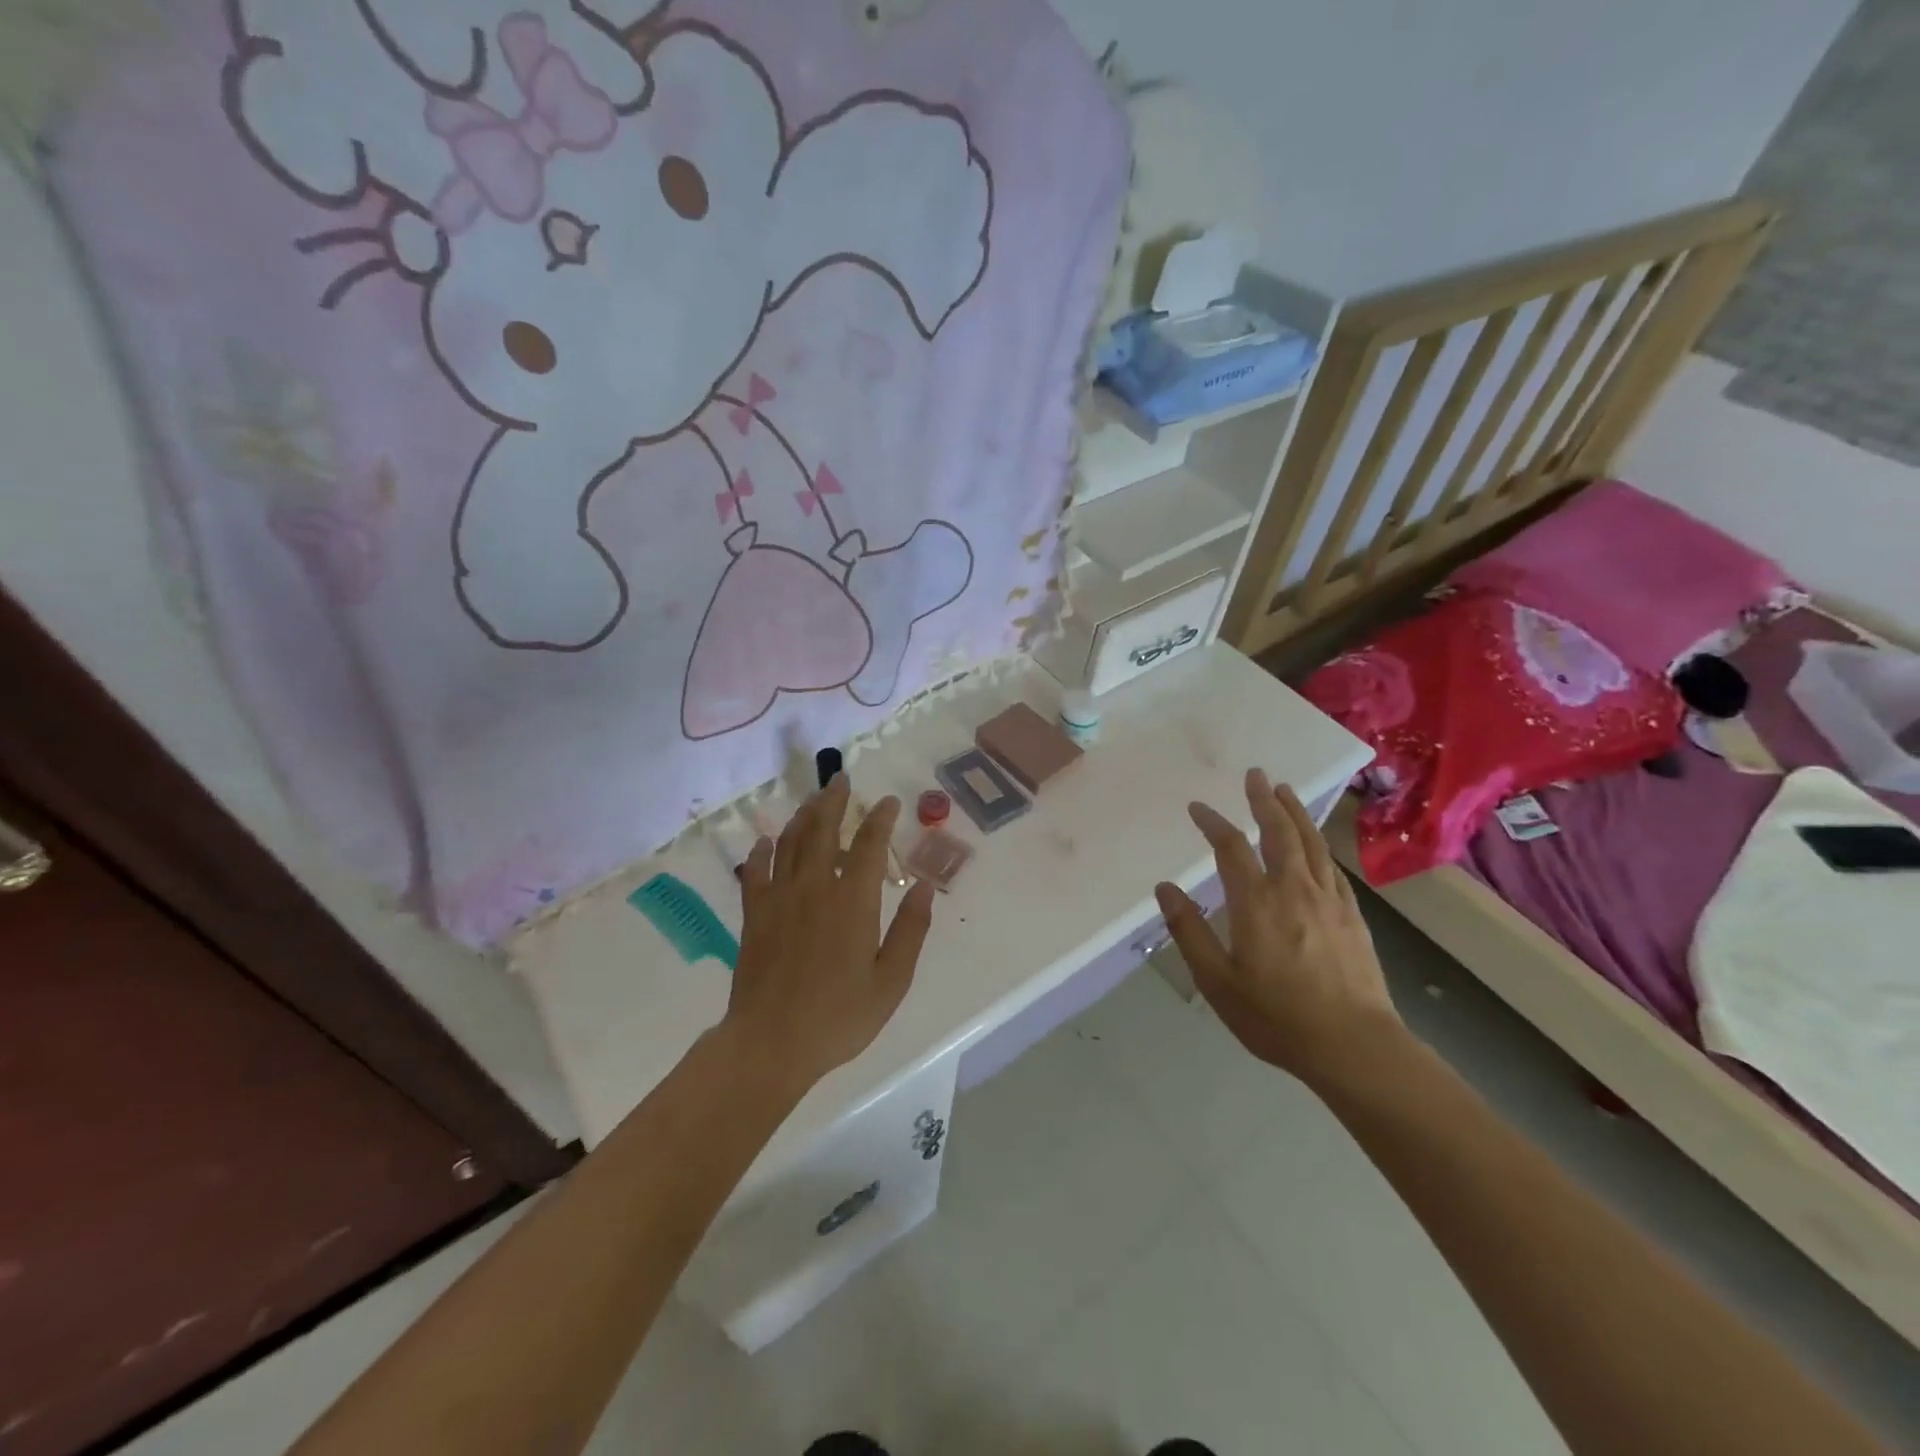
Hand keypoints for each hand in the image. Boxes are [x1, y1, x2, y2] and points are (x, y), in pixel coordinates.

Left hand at [725, 775, 935, 1096]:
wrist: (771, 1043)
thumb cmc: (839, 1016)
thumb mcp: (892, 981)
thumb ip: (911, 930)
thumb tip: (925, 887)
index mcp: (852, 901)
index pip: (869, 845)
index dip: (880, 818)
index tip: (889, 802)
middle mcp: (815, 887)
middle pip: (823, 830)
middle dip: (834, 800)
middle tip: (841, 779)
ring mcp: (780, 898)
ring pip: (791, 842)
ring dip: (804, 816)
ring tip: (814, 800)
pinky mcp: (754, 915)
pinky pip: (756, 871)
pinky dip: (763, 851)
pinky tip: (767, 841)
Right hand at [1155, 769, 1405, 1093]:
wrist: (1354, 1046)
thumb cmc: (1276, 1016)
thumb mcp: (1216, 980)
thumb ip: (1189, 930)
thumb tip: (1165, 888)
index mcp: (1256, 901)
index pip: (1230, 848)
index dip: (1212, 823)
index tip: (1198, 808)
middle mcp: (1294, 889)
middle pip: (1279, 832)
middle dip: (1264, 801)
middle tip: (1256, 775)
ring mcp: (1329, 900)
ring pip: (1311, 843)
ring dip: (1295, 813)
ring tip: (1285, 791)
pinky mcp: (1353, 916)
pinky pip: (1333, 867)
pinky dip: (1320, 845)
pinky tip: (1317, 845)